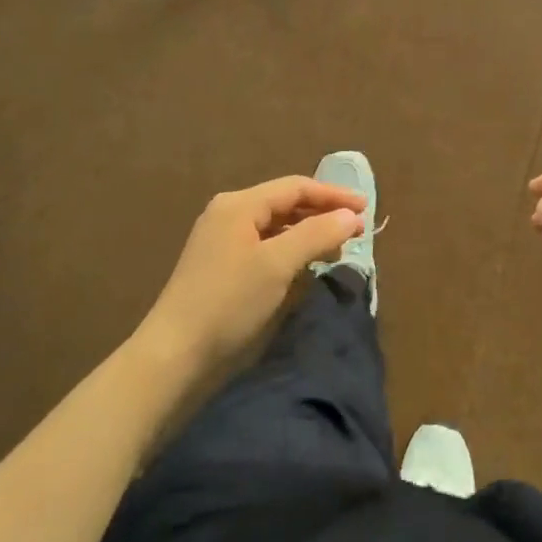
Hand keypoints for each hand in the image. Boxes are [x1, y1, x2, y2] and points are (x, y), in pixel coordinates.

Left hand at [141, 175, 366, 371]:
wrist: (174, 354)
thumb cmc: (229, 302)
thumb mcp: (278, 265)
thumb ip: (317, 234)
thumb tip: (351, 216)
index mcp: (239, 204)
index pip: (296, 187)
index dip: (333, 196)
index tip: (367, 208)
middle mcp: (229, 213)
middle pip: (285, 203)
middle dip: (322, 214)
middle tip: (356, 230)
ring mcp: (222, 239)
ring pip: (275, 225)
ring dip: (308, 233)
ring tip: (337, 249)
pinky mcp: (220, 265)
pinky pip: (264, 244)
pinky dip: (290, 249)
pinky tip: (305, 265)